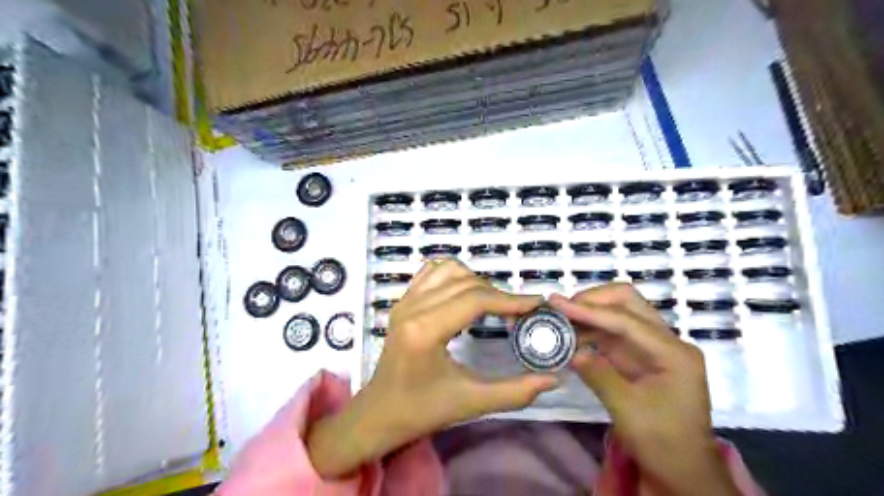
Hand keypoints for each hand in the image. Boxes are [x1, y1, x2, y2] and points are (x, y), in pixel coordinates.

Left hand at [308, 259, 558, 475]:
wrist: (379, 412)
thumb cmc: (421, 411)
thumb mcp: (470, 403)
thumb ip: (515, 392)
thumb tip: (553, 378)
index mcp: (425, 331)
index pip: (475, 300)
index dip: (510, 300)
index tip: (536, 304)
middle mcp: (412, 308)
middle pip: (466, 283)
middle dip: (498, 294)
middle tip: (519, 313)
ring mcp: (404, 301)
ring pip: (449, 270)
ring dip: (476, 281)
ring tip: (492, 305)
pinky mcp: (402, 301)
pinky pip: (432, 272)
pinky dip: (454, 275)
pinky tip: (465, 294)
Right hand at [551, 286, 740, 495]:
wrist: (684, 470)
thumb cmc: (663, 442)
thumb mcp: (627, 409)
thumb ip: (598, 374)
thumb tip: (570, 351)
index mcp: (673, 352)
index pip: (625, 320)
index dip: (589, 310)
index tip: (557, 303)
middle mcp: (666, 341)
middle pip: (628, 302)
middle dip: (593, 300)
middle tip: (562, 308)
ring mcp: (653, 347)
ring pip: (619, 314)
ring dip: (589, 313)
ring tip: (560, 319)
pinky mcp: (640, 356)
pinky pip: (613, 333)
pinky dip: (591, 331)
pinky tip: (571, 335)